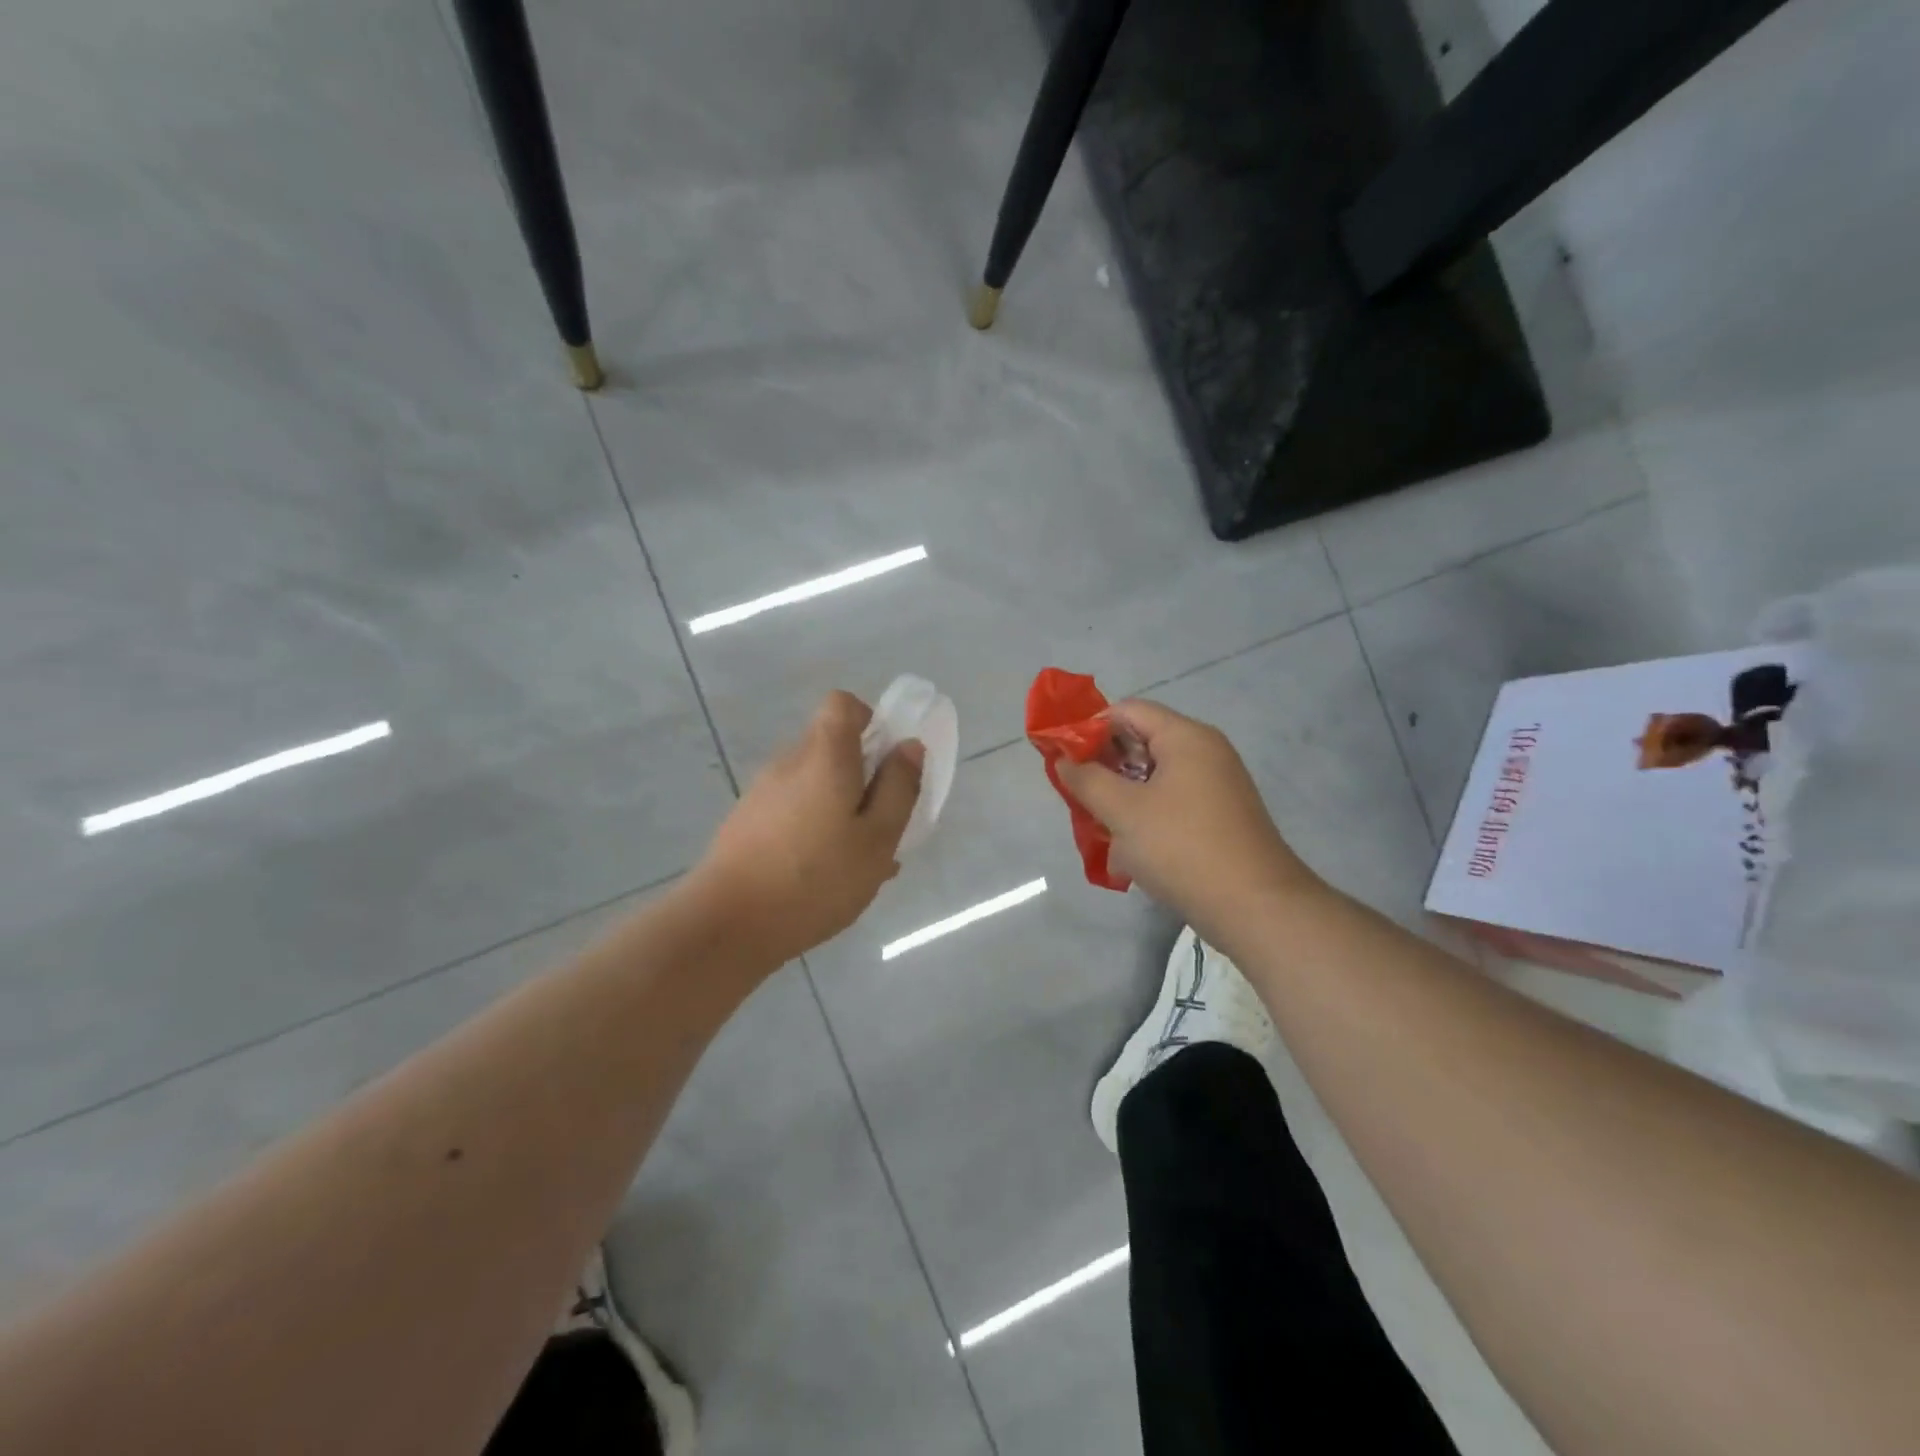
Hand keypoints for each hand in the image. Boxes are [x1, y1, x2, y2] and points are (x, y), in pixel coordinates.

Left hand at [690, 691, 923, 967]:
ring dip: (841, 809)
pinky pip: (794, 812)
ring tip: (858, 862)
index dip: (870, 720)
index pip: (842, 704)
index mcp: (824, 756)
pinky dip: (816, 829)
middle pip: (830, 747)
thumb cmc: (816, 878)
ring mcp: (762, 794)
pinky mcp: (747, 824)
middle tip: (881, 825)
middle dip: (862, 776)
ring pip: (814, 785)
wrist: (727, 925)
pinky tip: (826, 878)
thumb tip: (909, 746)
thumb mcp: (877, 838)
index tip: (885, 762)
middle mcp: (789, 763)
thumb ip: (898, 788)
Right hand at [1054, 700, 1318, 934]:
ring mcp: (1216, 786)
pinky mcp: (1219, 818)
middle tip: (1077, 796)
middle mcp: (1205, 753)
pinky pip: (1172, 804)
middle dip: (1104, 767)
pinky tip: (1129, 852)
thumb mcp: (1123, 811)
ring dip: (1122, 798)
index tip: (1064, 758)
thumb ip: (1087, 780)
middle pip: (1141, 742)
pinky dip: (1146, 818)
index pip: (1128, 710)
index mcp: (1186, 737)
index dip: (1090, 728)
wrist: (1255, 908)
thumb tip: (1065, 759)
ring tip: (1099, 829)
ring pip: (1154, 779)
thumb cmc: (1182, 848)